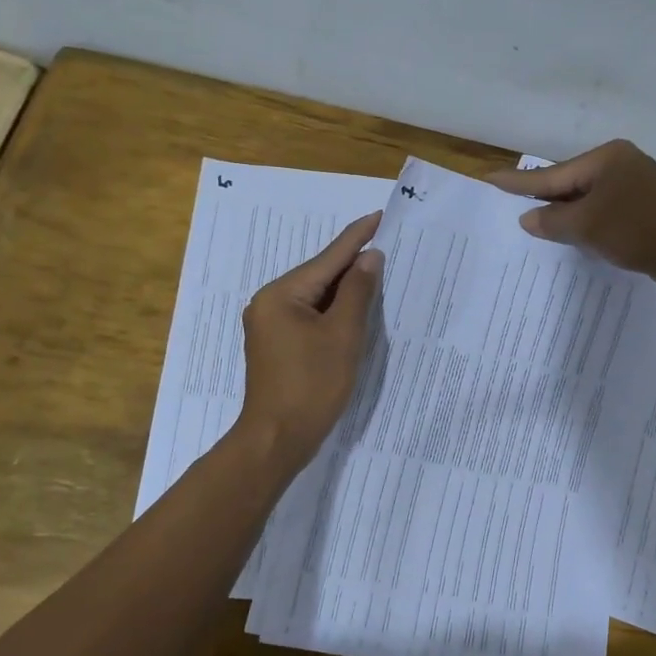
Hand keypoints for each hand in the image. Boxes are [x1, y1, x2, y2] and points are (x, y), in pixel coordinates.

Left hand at [237, 210, 382, 468]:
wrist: (277, 439)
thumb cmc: (312, 385)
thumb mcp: (343, 335)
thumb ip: (357, 292)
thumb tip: (369, 258)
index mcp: (281, 294)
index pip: (327, 258)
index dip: (357, 238)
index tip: (379, 216)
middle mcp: (269, 303)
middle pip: (319, 276)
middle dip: (352, 265)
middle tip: (386, 246)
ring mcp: (269, 325)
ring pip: (315, 298)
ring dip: (345, 290)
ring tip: (377, 274)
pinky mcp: (276, 345)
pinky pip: (309, 316)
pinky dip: (333, 311)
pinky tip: (354, 310)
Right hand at [486, 141, 655, 292]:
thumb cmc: (639, 232)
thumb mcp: (587, 226)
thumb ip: (552, 221)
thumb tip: (528, 218)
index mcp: (606, 159)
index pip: (552, 174)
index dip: (519, 182)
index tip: (490, 178)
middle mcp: (620, 164)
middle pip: (570, 183)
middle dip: (544, 199)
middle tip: (510, 203)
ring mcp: (636, 185)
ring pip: (587, 199)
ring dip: (566, 214)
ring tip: (536, 223)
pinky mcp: (645, 207)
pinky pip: (604, 211)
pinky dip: (587, 223)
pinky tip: (575, 235)